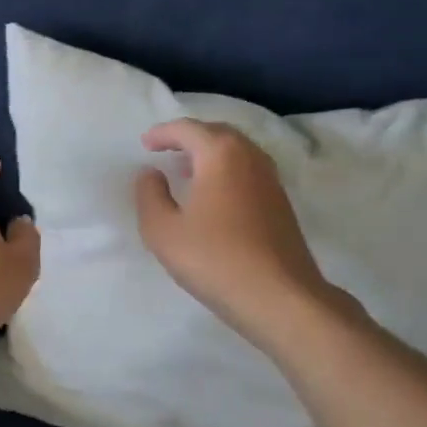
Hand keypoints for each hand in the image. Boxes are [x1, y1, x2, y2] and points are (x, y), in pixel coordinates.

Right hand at [134, 119, 329, 341]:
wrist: (280, 297)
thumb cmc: (214, 259)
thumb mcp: (162, 230)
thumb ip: (149, 195)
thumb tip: (151, 173)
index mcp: (220, 154)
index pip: (188, 129)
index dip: (163, 133)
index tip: (145, 144)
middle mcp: (250, 157)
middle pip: (216, 133)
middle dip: (189, 137)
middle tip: (165, 150)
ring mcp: (271, 180)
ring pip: (236, 152)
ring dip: (209, 154)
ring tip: (187, 170)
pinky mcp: (281, 203)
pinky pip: (247, 171)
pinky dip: (225, 170)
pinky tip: (213, 196)